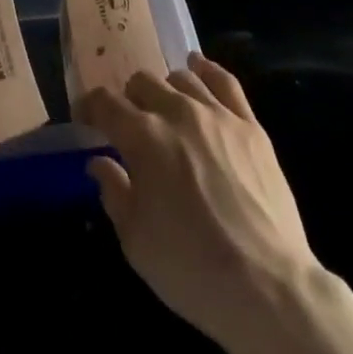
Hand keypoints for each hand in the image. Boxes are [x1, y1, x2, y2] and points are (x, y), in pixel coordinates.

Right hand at [77, 57, 318, 348]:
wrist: (266, 286)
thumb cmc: (190, 268)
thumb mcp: (135, 241)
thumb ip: (114, 192)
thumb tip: (99, 162)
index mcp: (143, 137)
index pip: (106, 103)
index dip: (90, 106)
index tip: (86, 118)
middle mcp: (178, 113)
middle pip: (143, 82)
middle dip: (129, 98)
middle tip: (129, 124)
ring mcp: (218, 115)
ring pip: (182, 78)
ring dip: (165, 89)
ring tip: (165, 109)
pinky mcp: (250, 126)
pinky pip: (226, 82)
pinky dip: (207, 70)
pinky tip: (198, 67)